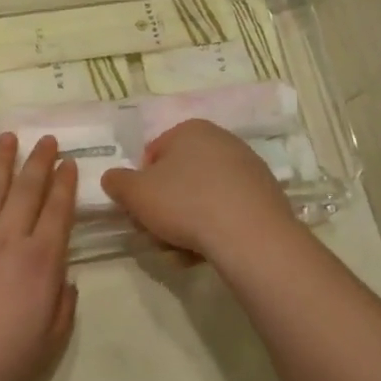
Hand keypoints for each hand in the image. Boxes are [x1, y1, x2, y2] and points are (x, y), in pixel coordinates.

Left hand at [0, 133, 77, 380]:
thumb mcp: (48, 344)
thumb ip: (63, 306)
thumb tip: (65, 277)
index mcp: (39, 262)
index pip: (58, 212)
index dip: (65, 185)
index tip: (68, 163)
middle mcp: (7, 238)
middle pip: (27, 190)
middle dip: (39, 161)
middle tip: (46, 139)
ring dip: (1, 160)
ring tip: (8, 137)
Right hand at [101, 120, 297, 262]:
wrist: (250, 235)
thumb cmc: (185, 204)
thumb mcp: (135, 193)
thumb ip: (117, 181)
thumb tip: (113, 178)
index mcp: (190, 130)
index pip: (152, 154)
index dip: (141, 184)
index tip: (142, 209)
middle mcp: (222, 140)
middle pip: (180, 176)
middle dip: (166, 204)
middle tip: (159, 231)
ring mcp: (248, 167)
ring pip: (204, 195)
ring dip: (189, 220)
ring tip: (183, 249)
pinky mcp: (267, 195)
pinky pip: (229, 209)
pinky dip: (216, 226)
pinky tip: (209, 250)